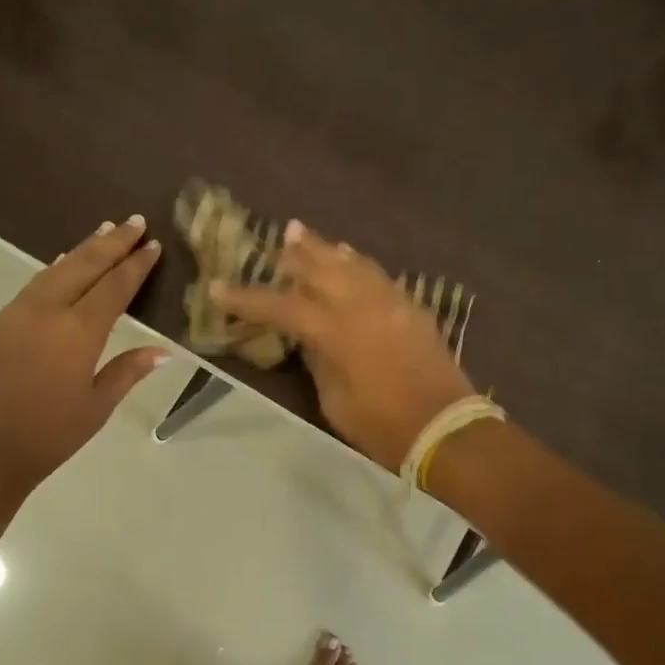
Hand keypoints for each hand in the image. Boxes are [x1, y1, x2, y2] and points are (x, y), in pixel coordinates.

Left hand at [0, 216, 167, 492]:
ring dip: (82, 249)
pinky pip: (34, 284)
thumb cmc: (48, 435)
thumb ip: (127, 371)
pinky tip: (61, 266)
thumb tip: (162, 351)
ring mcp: (18, 313)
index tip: (152, 245)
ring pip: (56, 269)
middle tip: (133, 220)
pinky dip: (55, 269)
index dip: (136, 265)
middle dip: (112, 242)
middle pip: (85, 265)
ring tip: (102, 232)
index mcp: (79, 331)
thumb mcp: (97, 406)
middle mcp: (49, 310)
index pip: (115, 287)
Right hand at [212, 222, 474, 470]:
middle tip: (280, 237)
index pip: (282, 307)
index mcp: (336, 332)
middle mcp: (362, 306)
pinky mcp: (412, 309)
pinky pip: (379, 276)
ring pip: (353, 265)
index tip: (219, 288)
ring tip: (308, 236)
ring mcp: (391, 303)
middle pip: (322, 269)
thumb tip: (310, 340)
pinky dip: (359, 265)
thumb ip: (319, 363)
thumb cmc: (382, 426)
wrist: (445, 427)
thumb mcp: (335, 401)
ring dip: (328, 250)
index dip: (248, 298)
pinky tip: (352, 261)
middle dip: (297, 253)